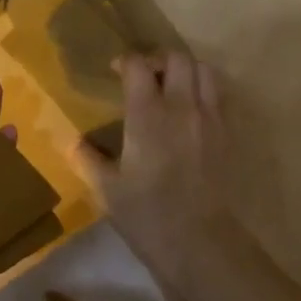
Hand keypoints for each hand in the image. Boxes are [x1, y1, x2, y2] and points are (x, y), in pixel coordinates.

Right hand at [75, 50, 243, 283]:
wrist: (201, 243)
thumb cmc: (148, 215)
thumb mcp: (107, 189)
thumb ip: (87, 158)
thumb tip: (72, 141)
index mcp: (147, 114)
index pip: (138, 65)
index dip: (125, 61)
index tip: (115, 71)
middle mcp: (181, 106)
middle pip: (176, 57)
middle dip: (157, 58)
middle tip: (144, 76)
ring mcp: (209, 118)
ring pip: (204, 69)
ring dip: (186, 69)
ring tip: (171, 87)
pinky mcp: (227, 133)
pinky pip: (218, 95)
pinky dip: (204, 90)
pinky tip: (190, 112)